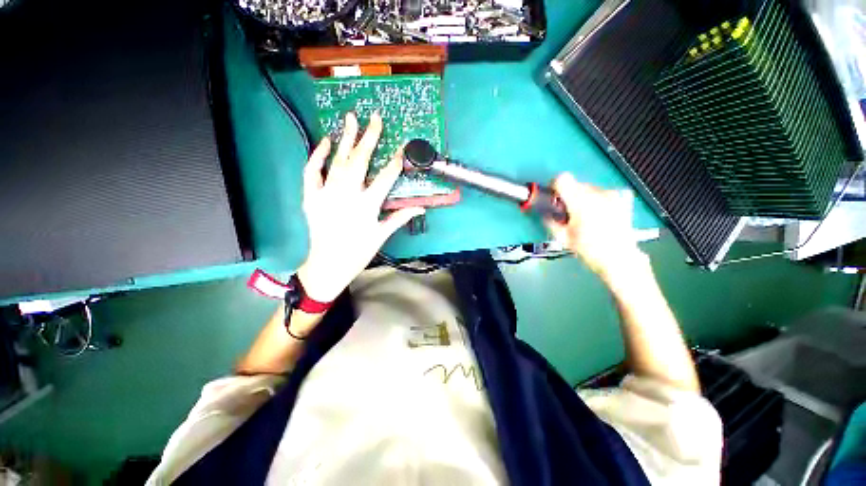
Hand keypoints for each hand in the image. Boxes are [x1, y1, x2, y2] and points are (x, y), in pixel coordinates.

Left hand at [296, 112, 423, 302]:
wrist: (328, 264)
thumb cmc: (359, 251)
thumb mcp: (382, 235)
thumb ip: (400, 217)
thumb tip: (421, 208)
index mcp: (367, 206)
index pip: (385, 178)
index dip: (395, 162)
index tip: (402, 148)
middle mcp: (347, 195)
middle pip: (360, 161)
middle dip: (369, 138)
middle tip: (374, 118)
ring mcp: (327, 194)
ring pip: (338, 161)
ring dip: (346, 139)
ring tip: (351, 118)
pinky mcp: (311, 196)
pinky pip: (312, 171)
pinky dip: (318, 155)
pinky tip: (326, 141)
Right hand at [545, 173, 644, 279]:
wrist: (619, 258)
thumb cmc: (589, 249)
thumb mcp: (562, 237)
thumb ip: (550, 222)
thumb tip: (545, 214)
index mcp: (580, 202)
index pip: (562, 179)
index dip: (554, 186)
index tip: (554, 196)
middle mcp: (597, 194)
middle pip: (575, 183)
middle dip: (569, 195)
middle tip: (568, 212)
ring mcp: (612, 195)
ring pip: (589, 187)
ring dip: (583, 197)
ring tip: (585, 216)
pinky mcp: (622, 198)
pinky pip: (604, 192)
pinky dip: (599, 198)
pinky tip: (600, 211)